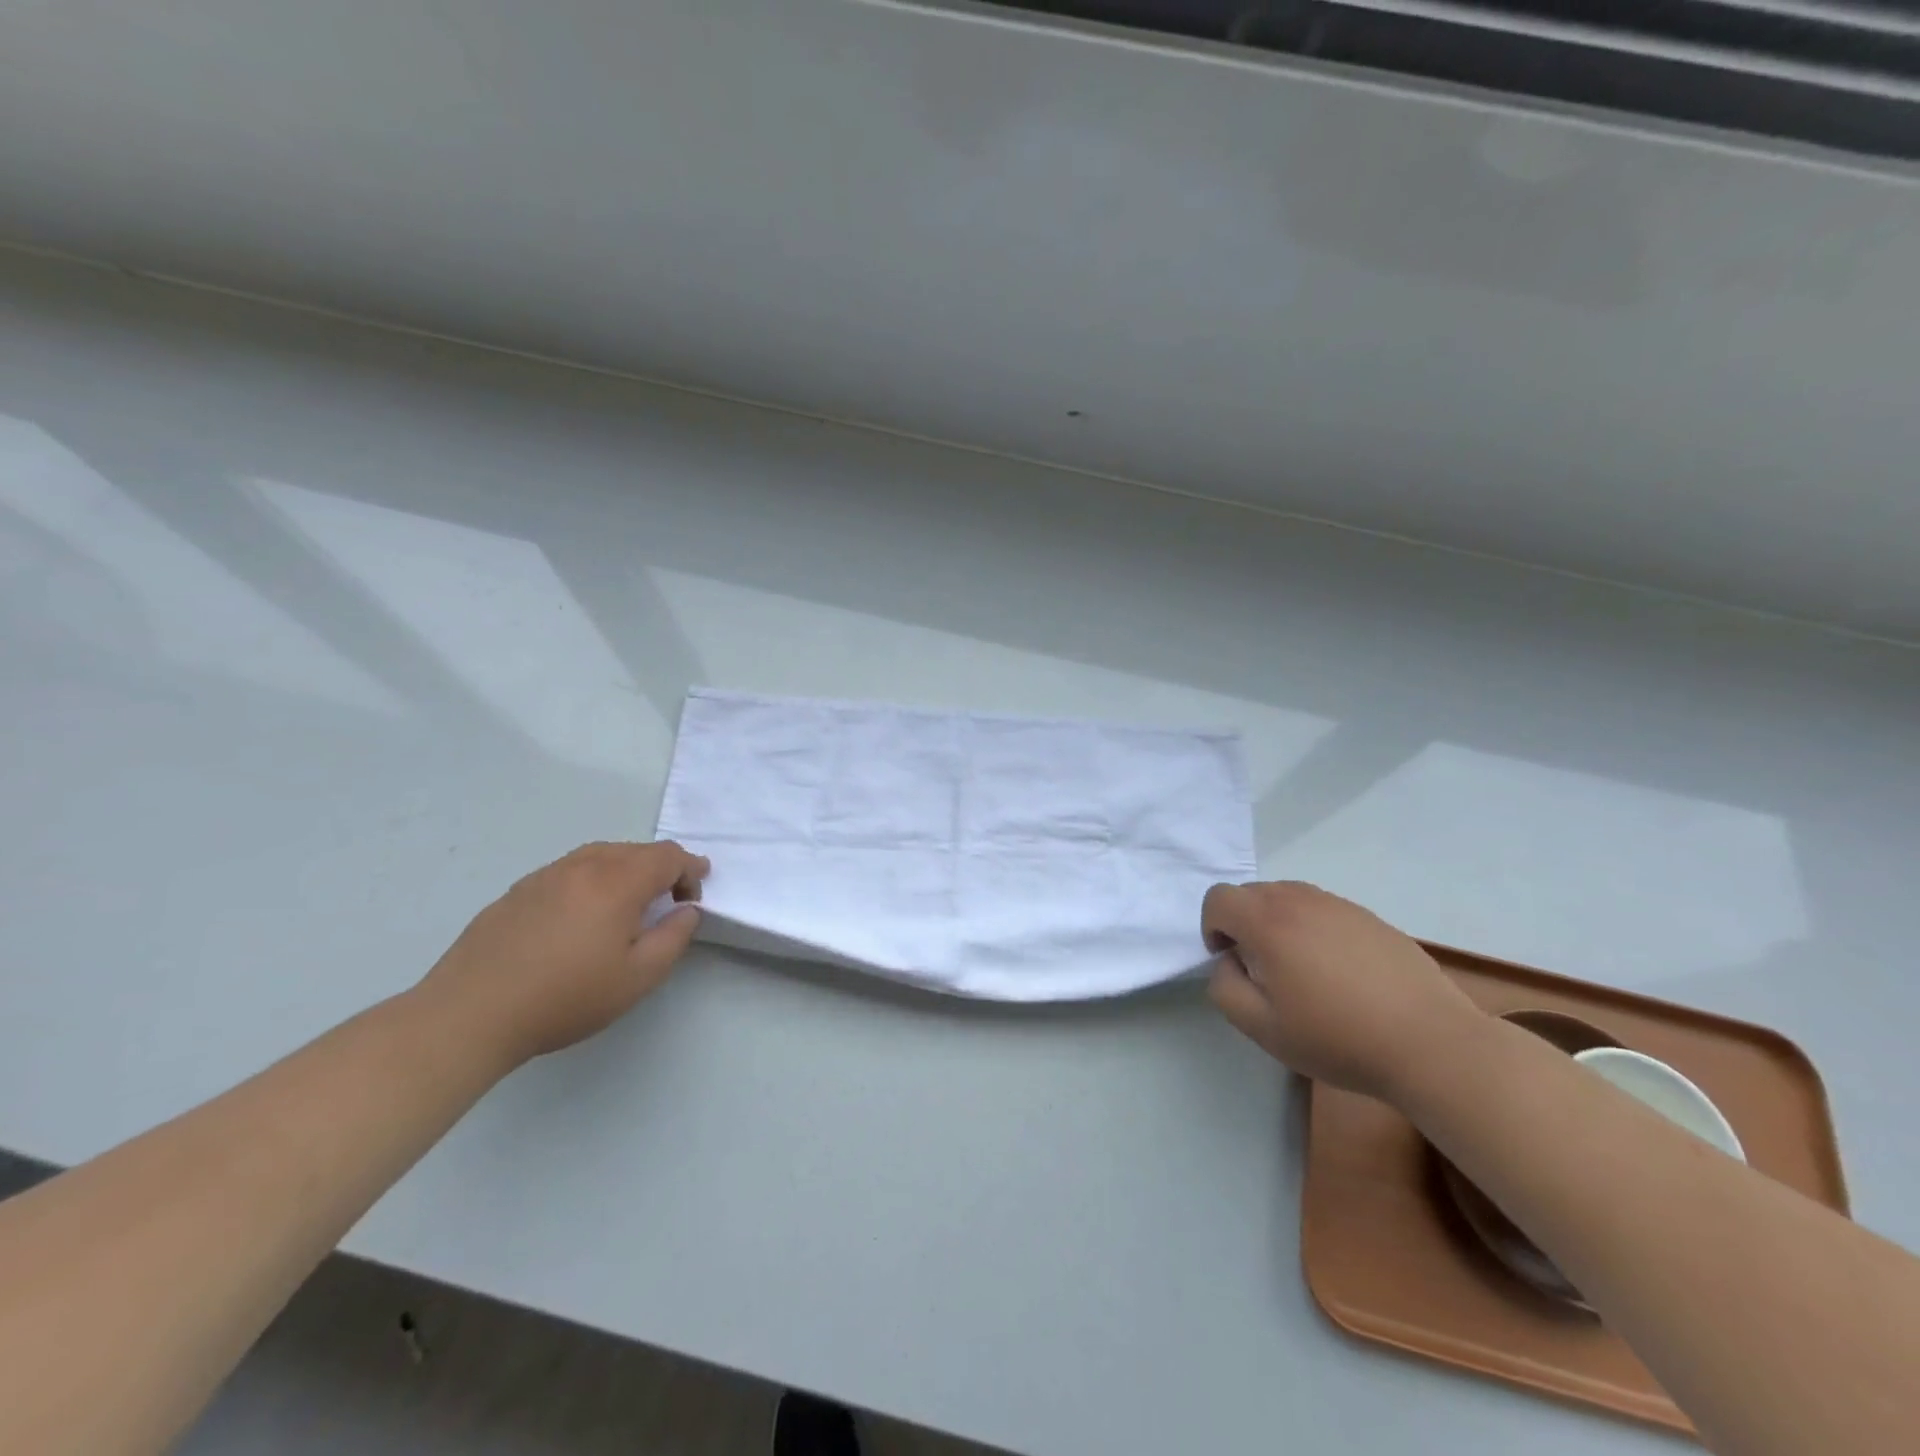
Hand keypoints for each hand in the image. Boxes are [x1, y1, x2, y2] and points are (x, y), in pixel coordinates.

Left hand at [419, 840, 709, 1067]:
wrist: (469, 1014)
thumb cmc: (565, 997)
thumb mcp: (638, 977)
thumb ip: (674, 937)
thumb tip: (687, 910)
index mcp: (617, 881)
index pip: (668, 856)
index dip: (690, 869)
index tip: (695, 894)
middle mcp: (583, 866)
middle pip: (635, 850)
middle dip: (662, 868)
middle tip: (670, 900)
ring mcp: (546, 875)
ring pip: (600, 855)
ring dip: (626, 870)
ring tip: (629, 903)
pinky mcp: (518, 891)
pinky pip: (570, 870)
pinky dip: (593, 879)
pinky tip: (584, 913)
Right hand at [1202, 880, 1483, 1102]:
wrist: (1432, 1044)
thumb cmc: (1338, 1037)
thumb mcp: (1261, 1027)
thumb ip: (1224, 987)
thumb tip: (1229, 962)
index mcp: (1268, 921)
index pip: (1218, 898)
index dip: (1212, 928)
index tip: (1232, 963)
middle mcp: (1300, 900)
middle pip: (1251, 893)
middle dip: (1244, 925)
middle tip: (1264, 971)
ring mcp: (1339, 904)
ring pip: (1288, 898)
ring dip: (1279, 924)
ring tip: (1302, 971)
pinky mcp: (1370, 917)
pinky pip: (1323, 910)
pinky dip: (1314, 930)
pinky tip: (1340, 974)